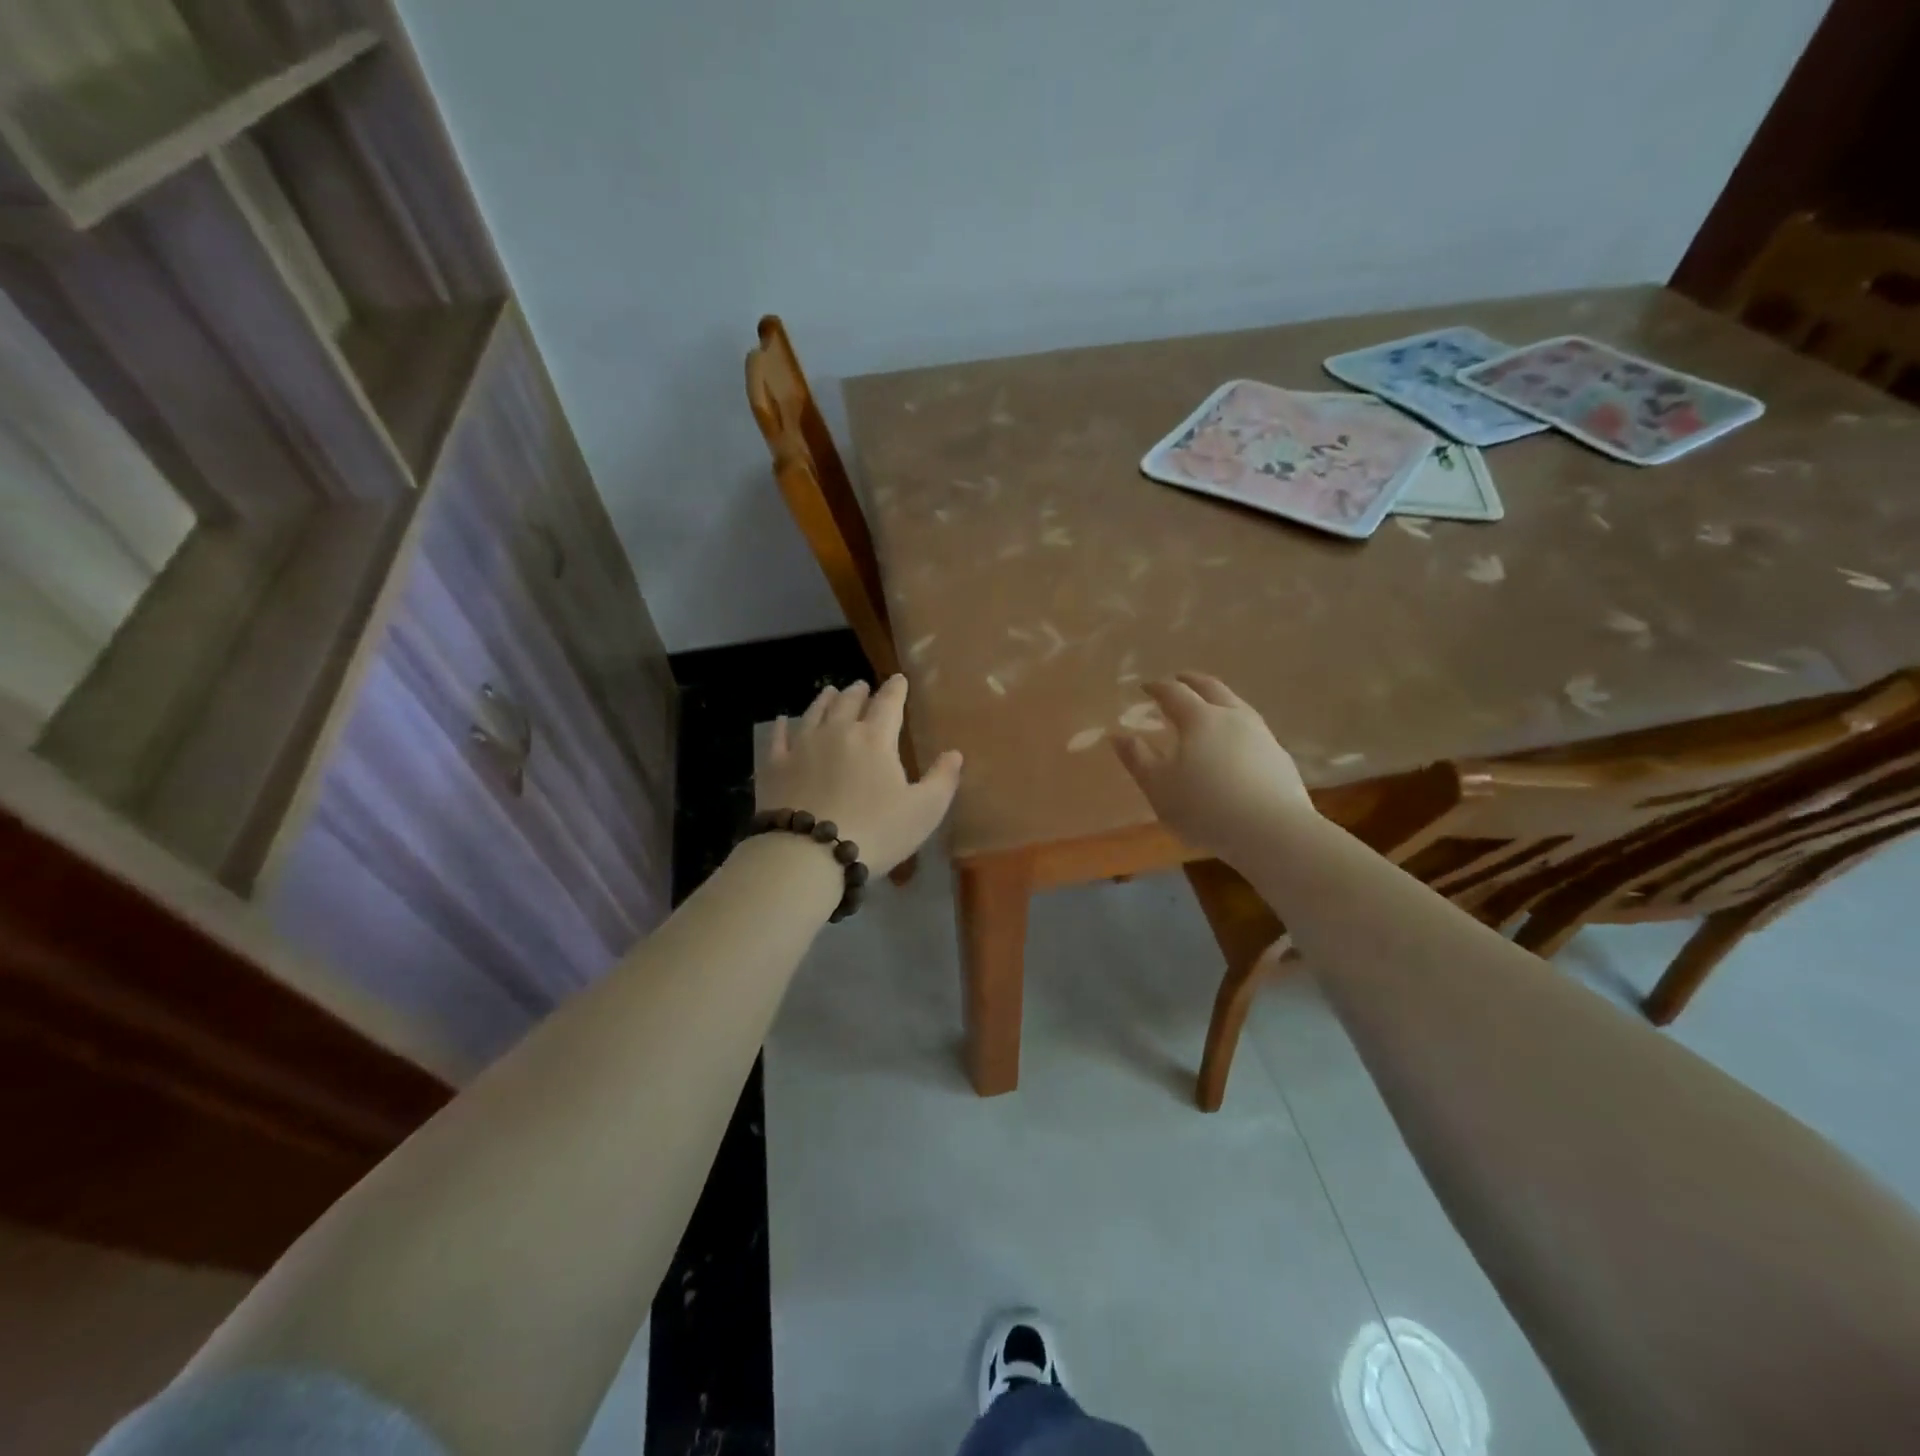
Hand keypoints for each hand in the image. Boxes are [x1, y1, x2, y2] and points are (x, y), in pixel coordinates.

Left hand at [758, 676, 962, 874]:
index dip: (896, 689)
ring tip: (830, 691)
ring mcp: (802, 746)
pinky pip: (778, 738)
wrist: (808, 854)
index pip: (889, 704)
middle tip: (862, 686)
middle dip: (859, 692)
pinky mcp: (775, 766)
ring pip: (814, 713)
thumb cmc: (875, 832)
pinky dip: (781, 726)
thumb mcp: (924, 811)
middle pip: (849, 703)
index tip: (899, 679)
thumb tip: (955, 753)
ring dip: (825, 700)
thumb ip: (942, 779)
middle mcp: (838, 732)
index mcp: (876, 739)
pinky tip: (781, 720)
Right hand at [1112, 672, 1314, 860]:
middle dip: (1191, 681)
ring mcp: (1261, 734)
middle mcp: (1233, 717)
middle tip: (1178, 680)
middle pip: (1211, 688)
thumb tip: (1118, 735)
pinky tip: (1234, 743)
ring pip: (1236, 704)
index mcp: (1199, 718)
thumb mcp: (1158, 786)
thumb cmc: (1205, 807)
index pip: (1174, 692)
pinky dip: (1235, 725)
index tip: (1145, 687)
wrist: (1273, 832)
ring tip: (1207, 709)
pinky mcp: (1279, 757)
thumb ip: (1137, 758)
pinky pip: (1252, 729)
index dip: (1157, 687)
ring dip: (1217, 700)